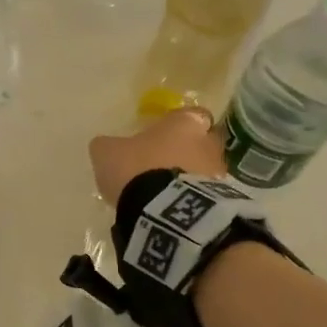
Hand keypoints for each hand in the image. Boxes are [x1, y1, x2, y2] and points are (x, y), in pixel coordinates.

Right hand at [88, 107, 227, 207]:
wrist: (165, 212)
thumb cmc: (138, 170)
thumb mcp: (108, 153)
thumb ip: (109, 145)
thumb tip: (105, 145)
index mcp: (184, 123)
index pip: (192, 114)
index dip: (179, 125)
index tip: (164, 136)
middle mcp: (208, 143)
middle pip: (202, 142)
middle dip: (187, 152)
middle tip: (164, 166)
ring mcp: (219, 173)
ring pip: (206, 170)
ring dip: (191, 178)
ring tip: (167, 195)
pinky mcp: (221, 201)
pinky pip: (207, 196)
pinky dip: (194, 200)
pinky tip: (174, 211)